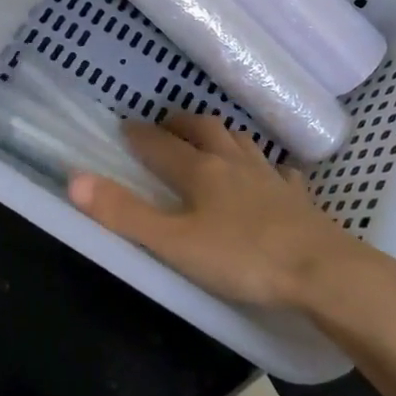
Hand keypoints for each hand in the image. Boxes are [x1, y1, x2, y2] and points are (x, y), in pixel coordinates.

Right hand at [67, 113, 380, 310]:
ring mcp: (270, 178)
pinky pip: (280, 173)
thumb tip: (74, 180)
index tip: (125, 127)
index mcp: (201, 172)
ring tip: (212, 139)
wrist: (322, 271)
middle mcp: (234, 164)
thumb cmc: (242, 258)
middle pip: (205, 130)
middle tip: (166, 125)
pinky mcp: (298, 199)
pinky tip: (273, 176)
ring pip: (241, 143)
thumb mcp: (174, 243)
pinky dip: (269, 169)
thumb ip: (125, 214)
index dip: (140, 135)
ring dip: (221, 135)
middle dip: (181, 124)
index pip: (162, 145)